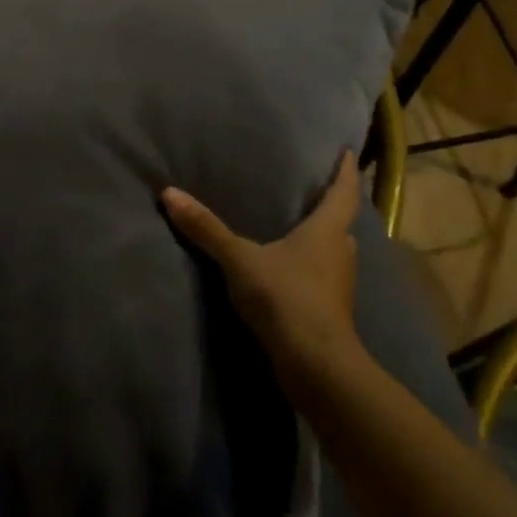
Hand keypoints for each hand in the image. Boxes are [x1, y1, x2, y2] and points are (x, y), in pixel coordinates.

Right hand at [161, 150, 369, 402]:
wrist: (315, 364)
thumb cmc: (286, 298)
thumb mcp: (240, 260)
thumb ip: (207, 229)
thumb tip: (169, 193)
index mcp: (328, 231)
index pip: (344, 191)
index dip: (345, 171)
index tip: (347, 153)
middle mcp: (340, 252)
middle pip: (340, 223)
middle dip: (330, 207)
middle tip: (312, 191)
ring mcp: (338, 285)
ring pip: (332, 252)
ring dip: (320, 240)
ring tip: (296, 228)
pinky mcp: (329, 311)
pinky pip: (321, 277)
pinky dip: (309, 267)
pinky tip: (288, 270)